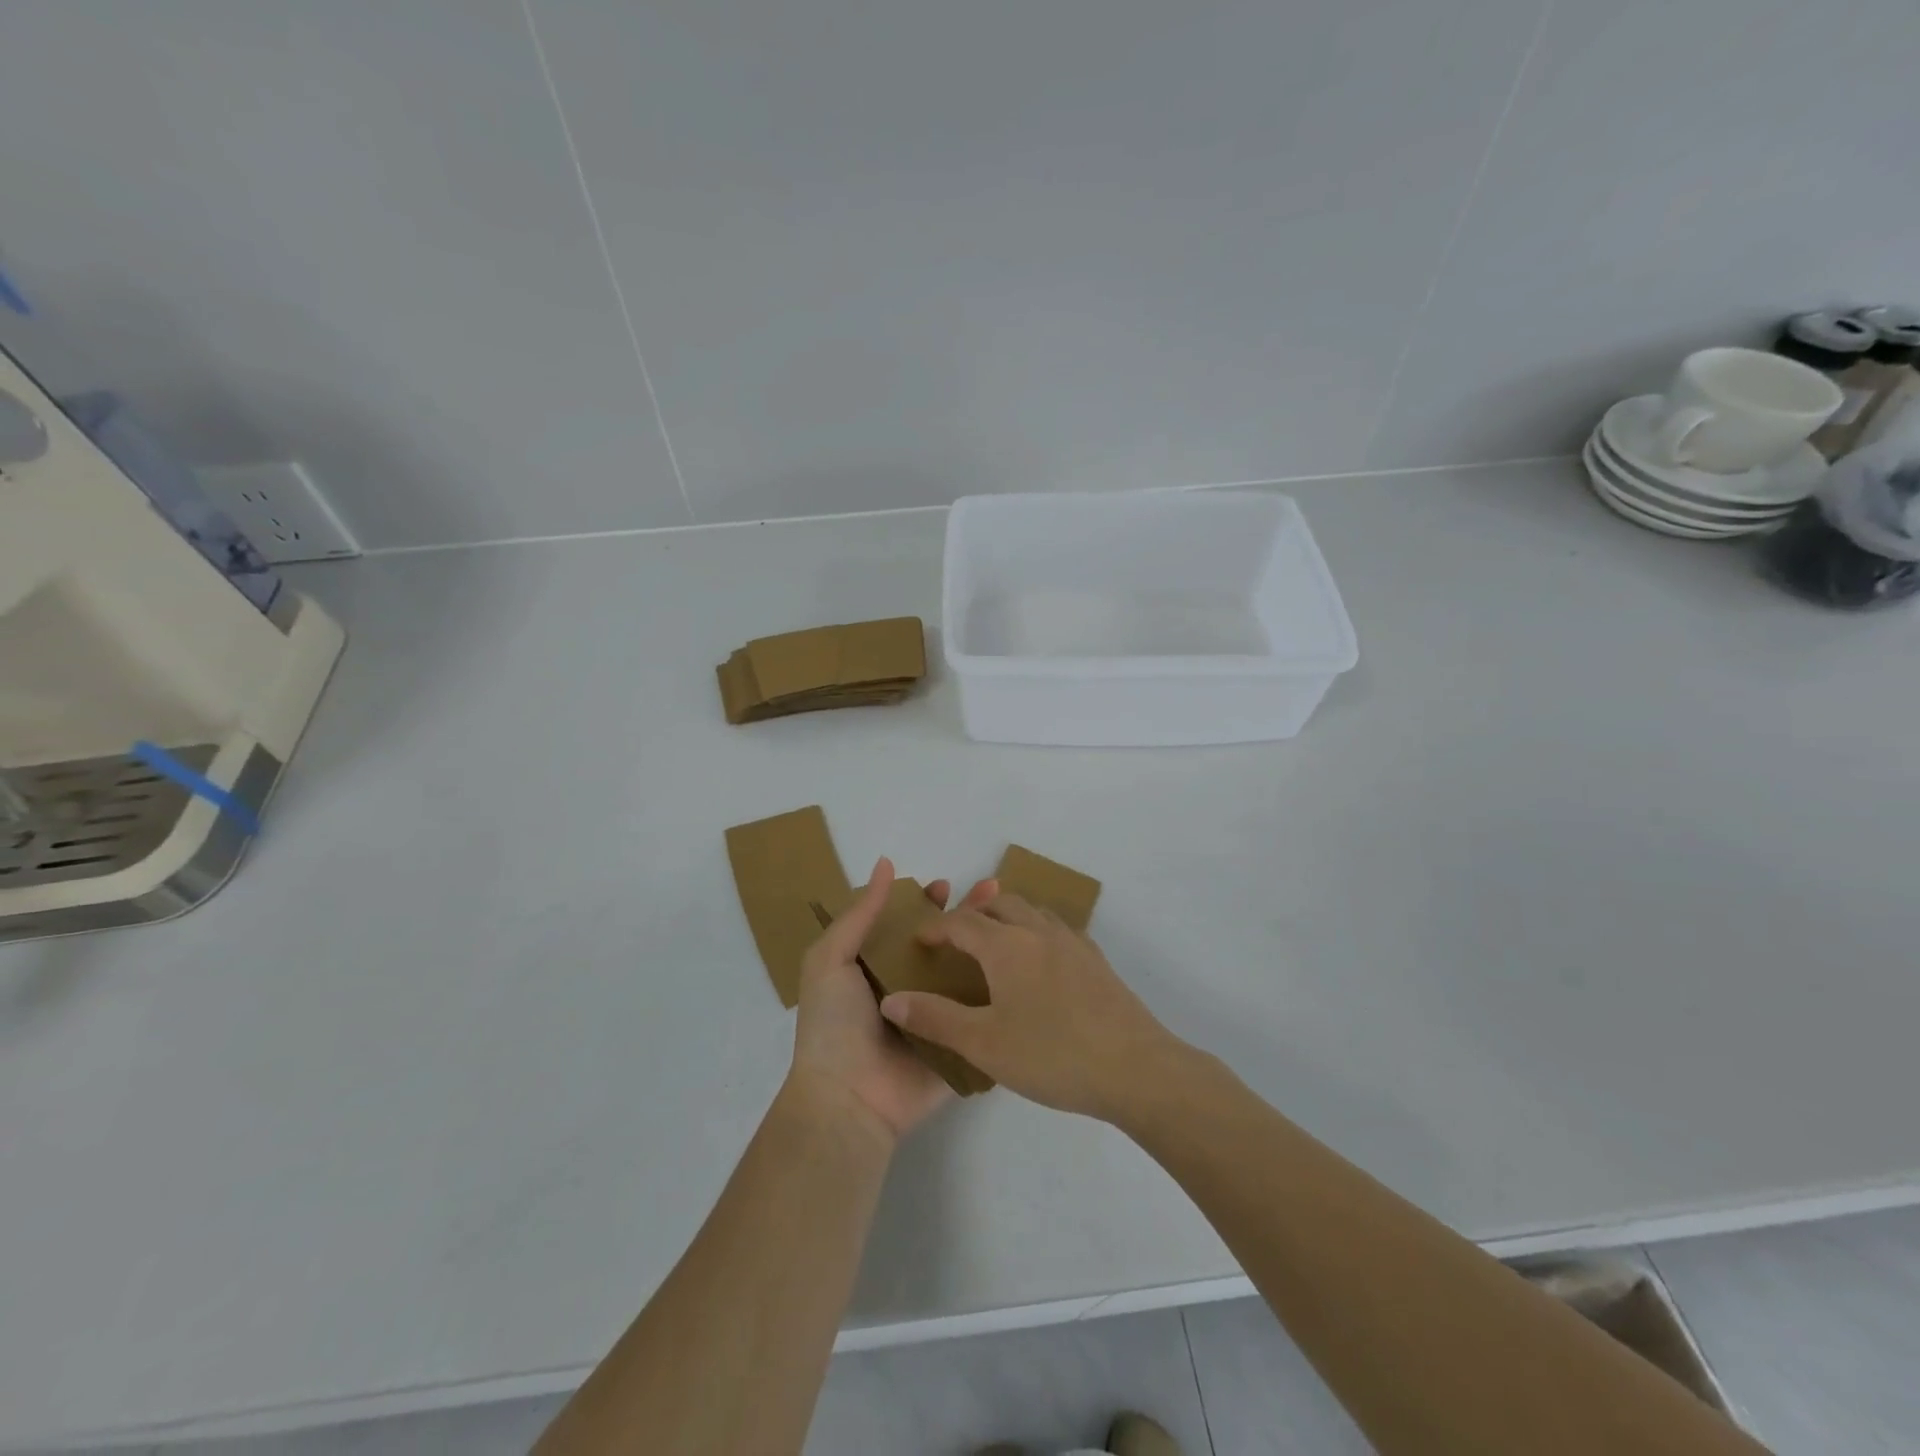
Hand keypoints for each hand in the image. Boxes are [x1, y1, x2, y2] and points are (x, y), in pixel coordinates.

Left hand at [787, 858, 996, 1145]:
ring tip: (1015, 921)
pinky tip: (1029, 967)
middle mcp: (911, 988)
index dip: (926, 903)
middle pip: (945, 944)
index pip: (908, 925)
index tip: (945, 885)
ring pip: (969, 973)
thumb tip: (886, 864)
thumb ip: (860, 914)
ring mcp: (939, 1016)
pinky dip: (1004, 991)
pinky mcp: (961, 1043)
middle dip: (967, 918)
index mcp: (879, 968)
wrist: (849, 1100)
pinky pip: (984, 1013)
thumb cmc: (834, 1025)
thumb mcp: (831, 959)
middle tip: (993, 893)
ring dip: (991, 947)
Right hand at [879, 894, 1181, 1120]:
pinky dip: (1036, 931)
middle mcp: (1039, 931)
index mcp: (1007, 945)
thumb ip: (935, 1018)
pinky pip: (1057, 929)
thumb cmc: (1052, 1054)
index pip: (962, 923)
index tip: (920, 941)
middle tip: (957, 937)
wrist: (1135, 1067)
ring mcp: (1073, 942)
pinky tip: (1040, 964)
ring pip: (1032, 911)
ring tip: (996, 943)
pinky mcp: (1096, 960)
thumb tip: (891, 1000)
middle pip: (1000, 904)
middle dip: (973, 913)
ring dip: (1007, 917)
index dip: (936, 927)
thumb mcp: (984, 1043)